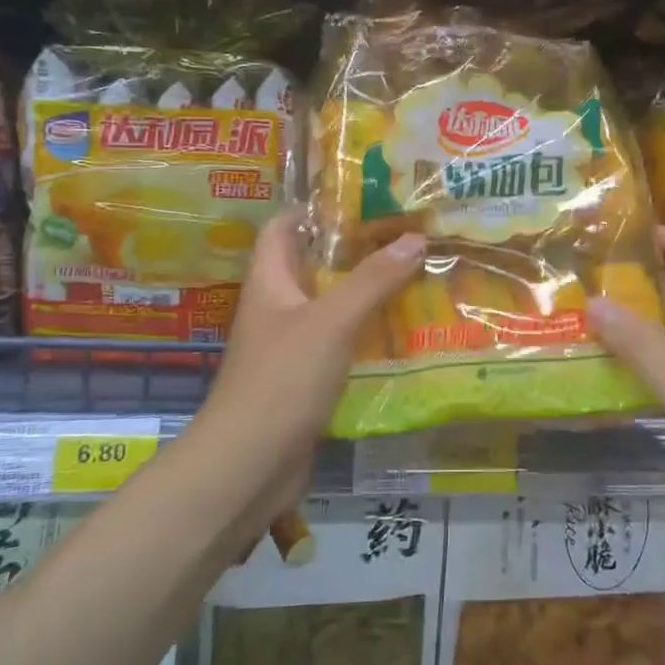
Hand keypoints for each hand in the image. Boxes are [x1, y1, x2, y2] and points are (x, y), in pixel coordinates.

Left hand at [193, 215, 422, 508]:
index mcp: (270, 282)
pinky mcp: (305, 381)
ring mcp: (290, 347)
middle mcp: (277, 309)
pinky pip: (340, 345)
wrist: (249, 466)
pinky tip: (403, 333)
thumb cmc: (282, 380)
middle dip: (356, 250)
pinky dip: (367, 336)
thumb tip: (415, 237)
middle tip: (406, 236)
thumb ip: (373, 280)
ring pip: (331, 307)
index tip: (364, 198)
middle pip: (314, 266)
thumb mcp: (331, 321)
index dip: (315, 208)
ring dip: (367, 294)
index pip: (284, 228)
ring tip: (415, 276)